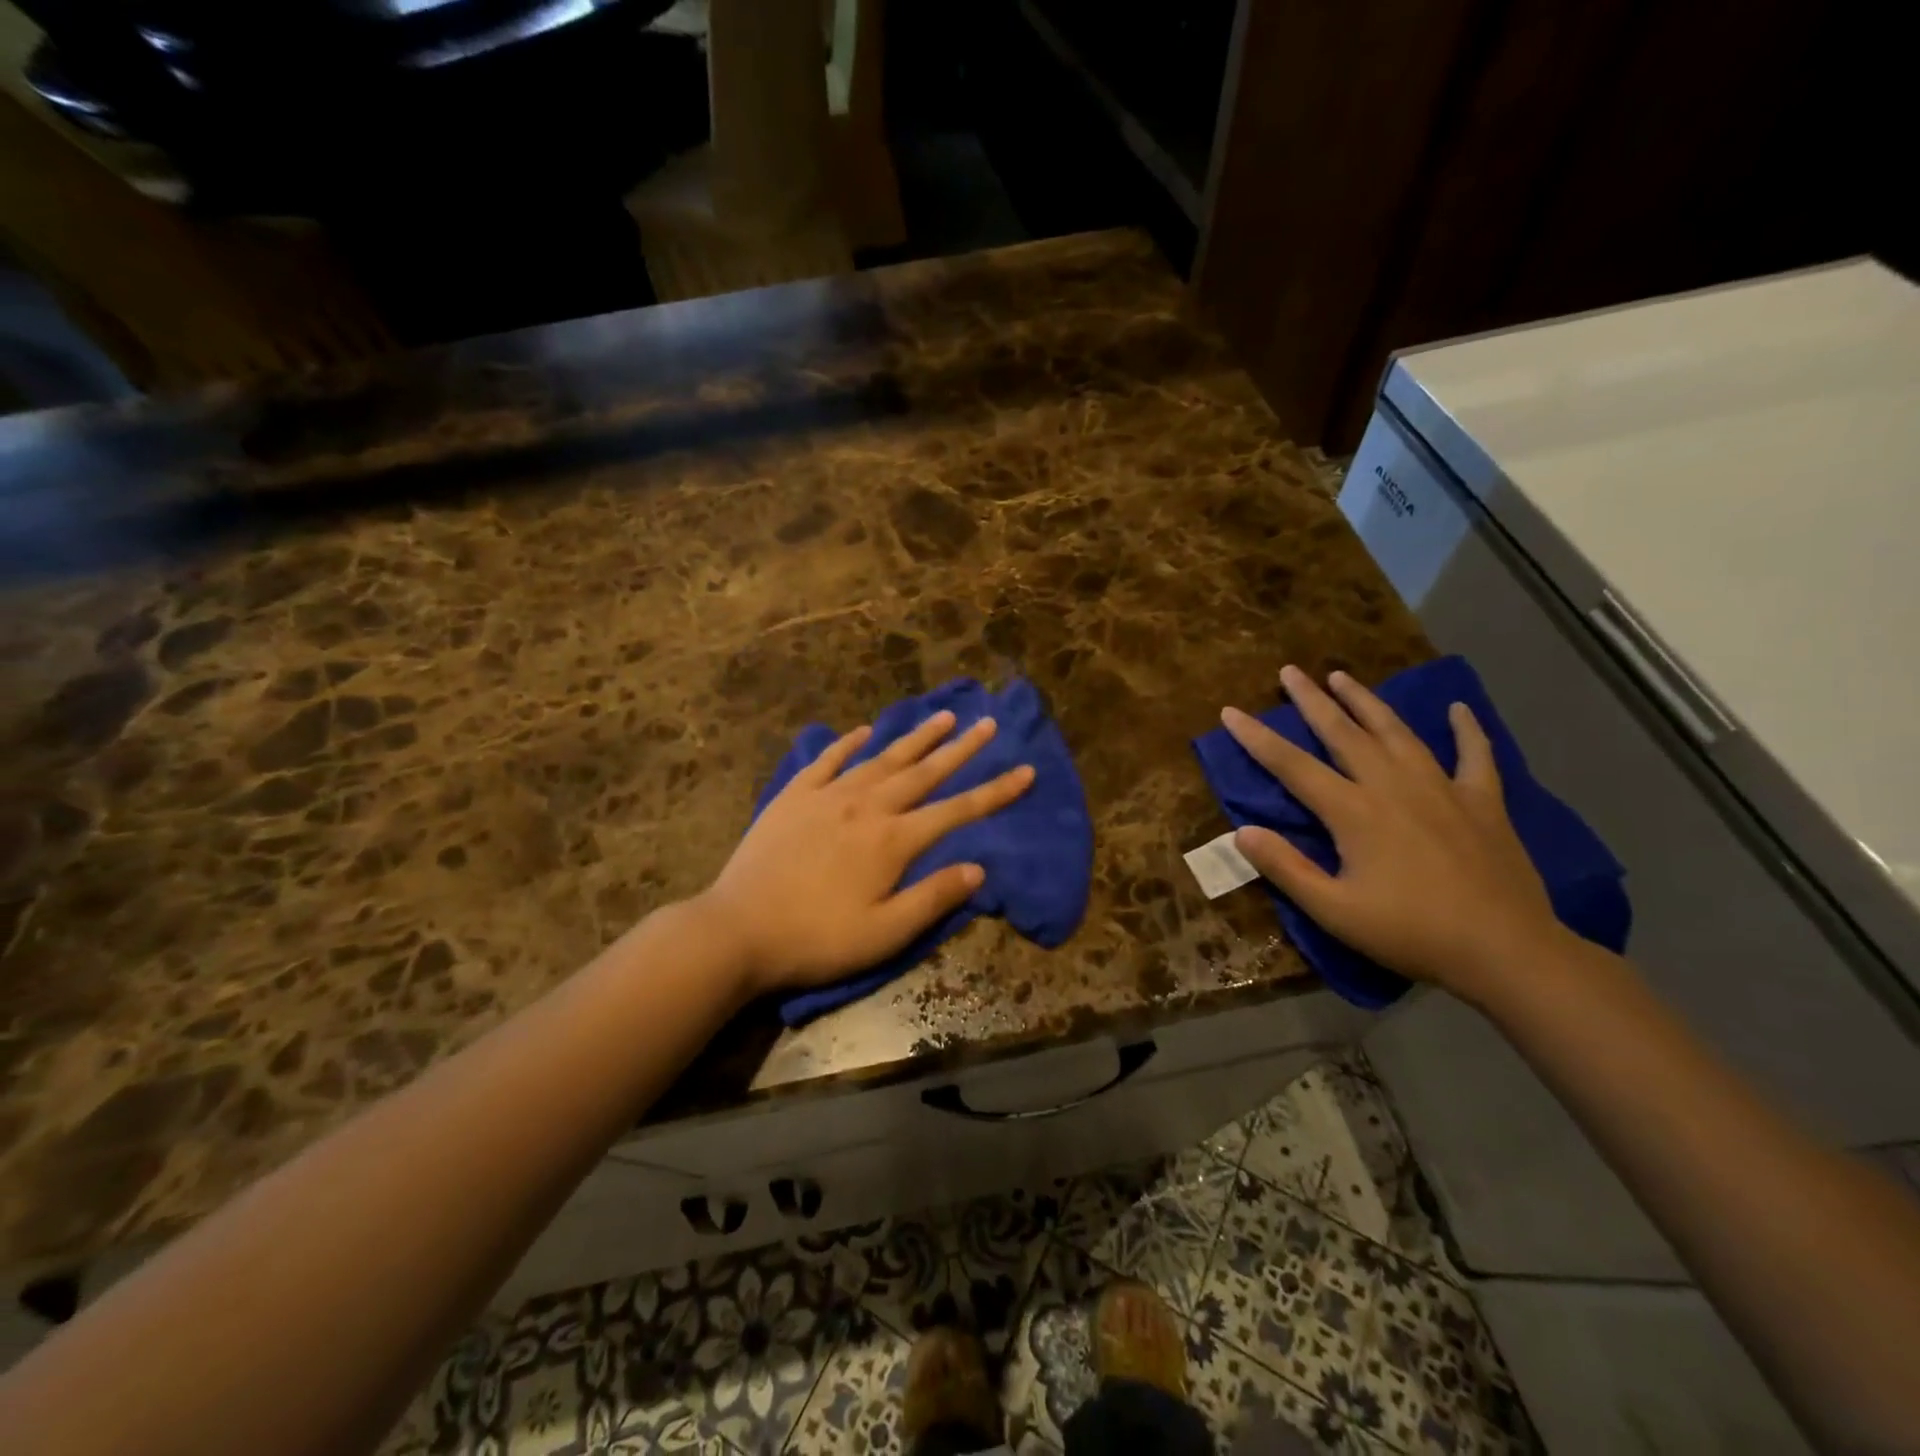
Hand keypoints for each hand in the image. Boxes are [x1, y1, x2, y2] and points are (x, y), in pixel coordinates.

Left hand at [695, 711, 1035, 995]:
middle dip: (961, 748)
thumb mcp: (884, 933)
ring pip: (882, 758)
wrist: (738, 929)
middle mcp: (867, 807)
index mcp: (893, 841)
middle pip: (924, 772)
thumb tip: (978, 868)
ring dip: (916, 737)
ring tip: (943, 716)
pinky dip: (849, 743)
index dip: (995, 791)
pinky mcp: (794, 796)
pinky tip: (864, 731)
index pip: (957, 810)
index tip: (1025, 770)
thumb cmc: (817, 939)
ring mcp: (828, 796)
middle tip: (988, 723)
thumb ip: (933, 897)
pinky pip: (828, 760)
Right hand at [1221, 666, 1568, 1001]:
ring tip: (1343, 676)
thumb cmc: (1410, 933)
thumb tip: (1242, 831)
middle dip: (1312, 701)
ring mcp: (1441, 789)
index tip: (1230, 712)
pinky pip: (1474, 756)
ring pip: (1396, 732)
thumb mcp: (1334, 910)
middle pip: (1343, 733)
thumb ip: (1285, 868)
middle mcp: (1392, 786)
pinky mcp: (1483, 802)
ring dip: (1367, 702)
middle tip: (1290, 671)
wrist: (1506, 951)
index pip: (1292, 766)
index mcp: (1353, 812)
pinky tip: (1458, 709)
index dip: (1257, 738)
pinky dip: (1466, 730)